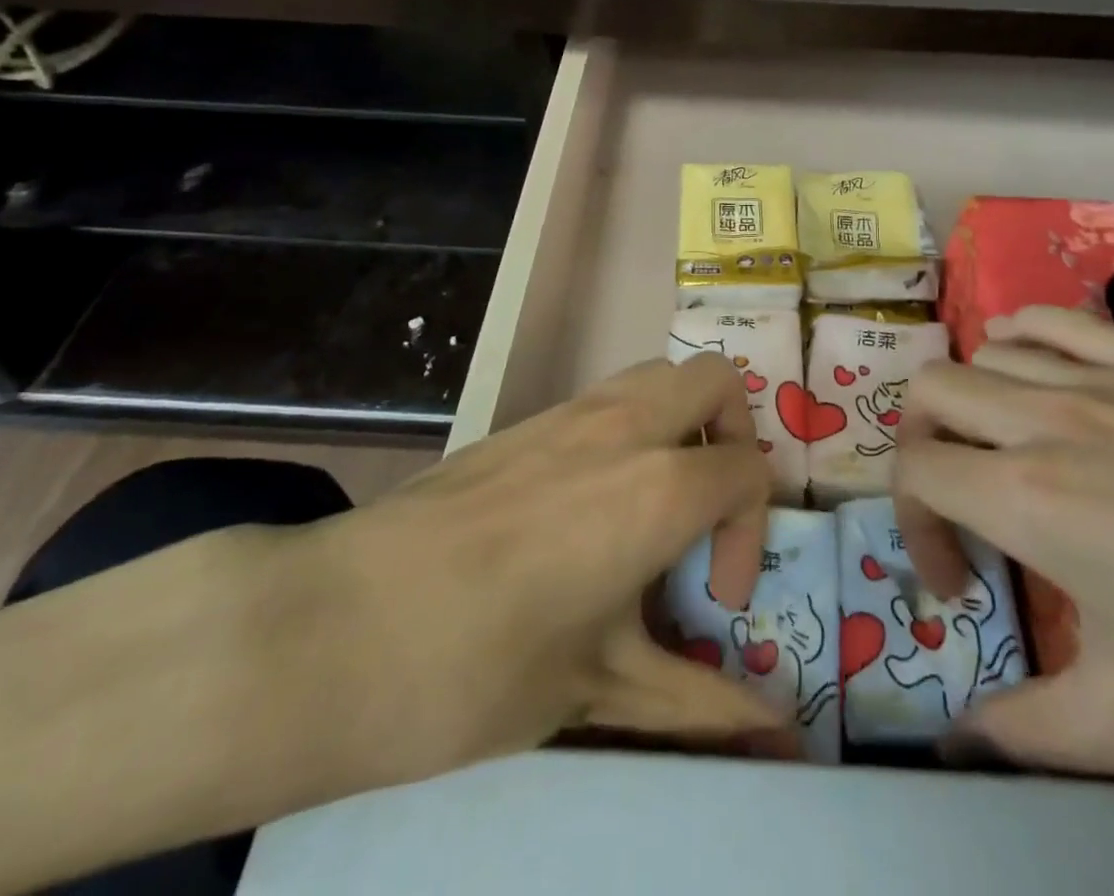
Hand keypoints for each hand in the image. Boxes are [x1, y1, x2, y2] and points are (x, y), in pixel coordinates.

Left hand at [297, 355, 781, 794]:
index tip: (713, 598)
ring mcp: (568, 413)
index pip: (749, 471)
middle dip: (733, 435)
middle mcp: (623, 426)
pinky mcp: (523, 421)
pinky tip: (589, 507)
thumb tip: (776, 737)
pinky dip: (630, 429)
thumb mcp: (599, 690)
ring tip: (656, 502)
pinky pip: (605, 398)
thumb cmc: (479, 667)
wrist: (336, 627)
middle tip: (707, 508)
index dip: (750, 534)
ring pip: (656, 376)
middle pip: (714, 380)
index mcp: (658, 486)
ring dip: (680, 423)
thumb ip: (697, 702)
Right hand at [895, 307, 1113, 827]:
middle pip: (931, 391)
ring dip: (970, 396)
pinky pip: (1062, 320)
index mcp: (1029, 497)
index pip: (916, 474)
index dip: (914, 529)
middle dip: (921, 446)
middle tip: (960, 503)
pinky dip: (1025, 334)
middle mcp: (1048, 418)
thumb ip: (1032, 732)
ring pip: (987, 351)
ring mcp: (1108, 378)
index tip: (961, 586)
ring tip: (1000, 445)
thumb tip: (961, 740)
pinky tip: (1035, 364)